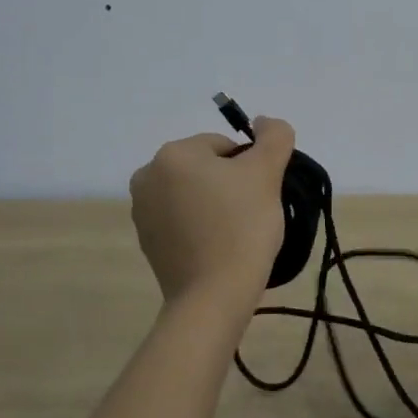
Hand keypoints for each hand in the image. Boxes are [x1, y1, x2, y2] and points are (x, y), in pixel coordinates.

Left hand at [129, 117, 296, 309]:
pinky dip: (200, 226)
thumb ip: (274, 136)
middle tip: (250, 213)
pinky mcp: (147, 241)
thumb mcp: (267, 172)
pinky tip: (217, 247)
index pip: (224, 146)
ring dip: (215, 204)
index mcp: (173, 154)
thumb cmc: (242, 226)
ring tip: (234, 233)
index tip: (259, 195)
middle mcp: (148, 176)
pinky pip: (182, 220)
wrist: (214, 295)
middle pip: (206, 168)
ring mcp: (142, 211)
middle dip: (230, 185)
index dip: (249, 168)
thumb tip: (265, 122)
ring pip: (194, 194)